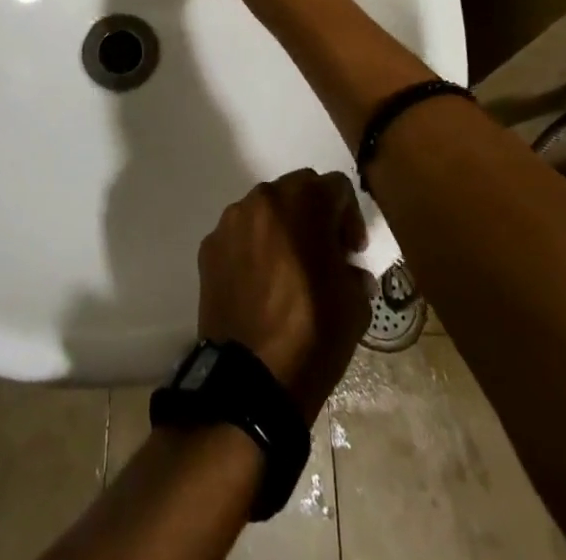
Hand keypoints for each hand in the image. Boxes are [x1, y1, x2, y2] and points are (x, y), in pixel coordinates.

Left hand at [197, 170, 371, 421]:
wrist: (251, 379)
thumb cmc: (313, 335)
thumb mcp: (355, 305)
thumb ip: (354, 271)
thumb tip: (346, 269)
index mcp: (304, 203)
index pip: (337, 187)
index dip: (350, 218)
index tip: (352, 253)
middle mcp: (264, 198)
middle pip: (298, 189)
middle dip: (315, 214)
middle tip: (324, 254)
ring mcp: (232, 220)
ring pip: (265, 209)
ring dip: (282, 228)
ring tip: (289, 270)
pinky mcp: (210, 245)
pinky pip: (240, 234)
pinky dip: (254, 248)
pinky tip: (260, 285)